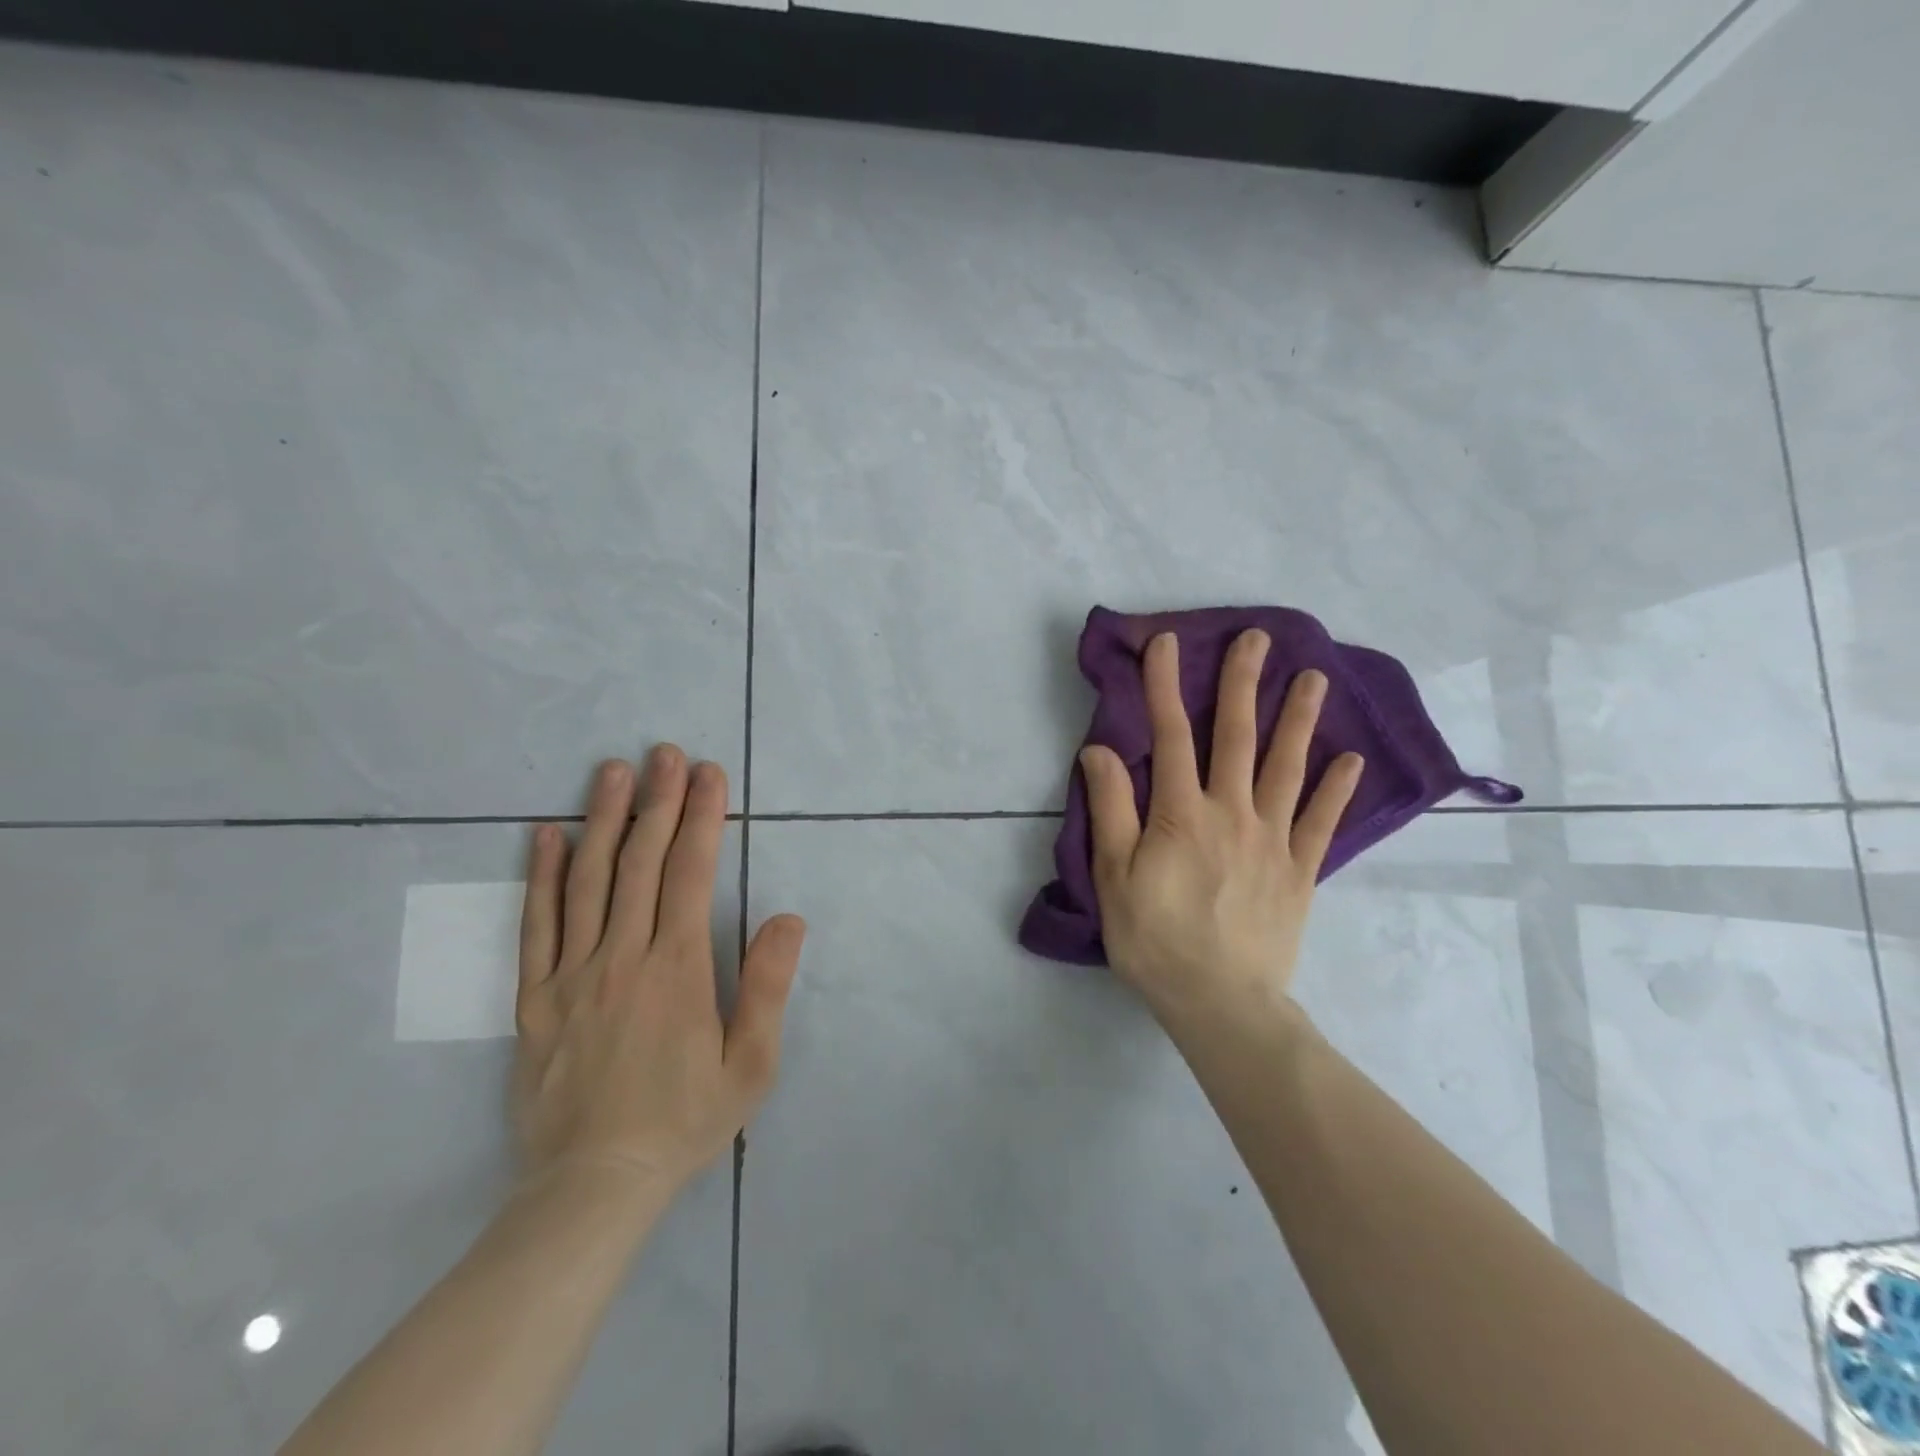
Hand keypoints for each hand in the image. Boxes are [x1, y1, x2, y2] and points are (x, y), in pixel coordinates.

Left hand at [512, 746, 805, 1200]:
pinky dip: (542, 876)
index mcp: (676, 968)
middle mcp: (622, 956)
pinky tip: (547, 835)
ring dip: (603, 820)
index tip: (709, 774)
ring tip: (613, 772)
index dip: (702, 818)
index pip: (690, 874)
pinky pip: (537, 926)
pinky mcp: (536, 998)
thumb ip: (767, 986)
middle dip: (658, 802)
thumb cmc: (684, 1120)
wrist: (592, 1185)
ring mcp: (572, 974)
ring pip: (588, 881)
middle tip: (665, 753)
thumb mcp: (750, 1065)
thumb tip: (787, 918)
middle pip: (640, 863)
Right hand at [1079, 630, 1362, 1032]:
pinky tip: (1350, 761)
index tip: (1168, 642)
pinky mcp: (1300, 871)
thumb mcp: (1113, 877)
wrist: (1220, 1004)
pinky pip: (1321, 823)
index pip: (1170, 735)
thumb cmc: (1154, 940)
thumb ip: (1111, 809)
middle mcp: (1232, 813)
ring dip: (1299, 720)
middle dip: (1242, 683)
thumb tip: (1101, 749)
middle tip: (1257, 637)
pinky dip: (1336, 790)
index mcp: (1181, 814)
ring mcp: (1273, 840)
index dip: (1166, 685)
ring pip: (1287, 768)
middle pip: (1237, 737)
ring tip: (1314, 677)